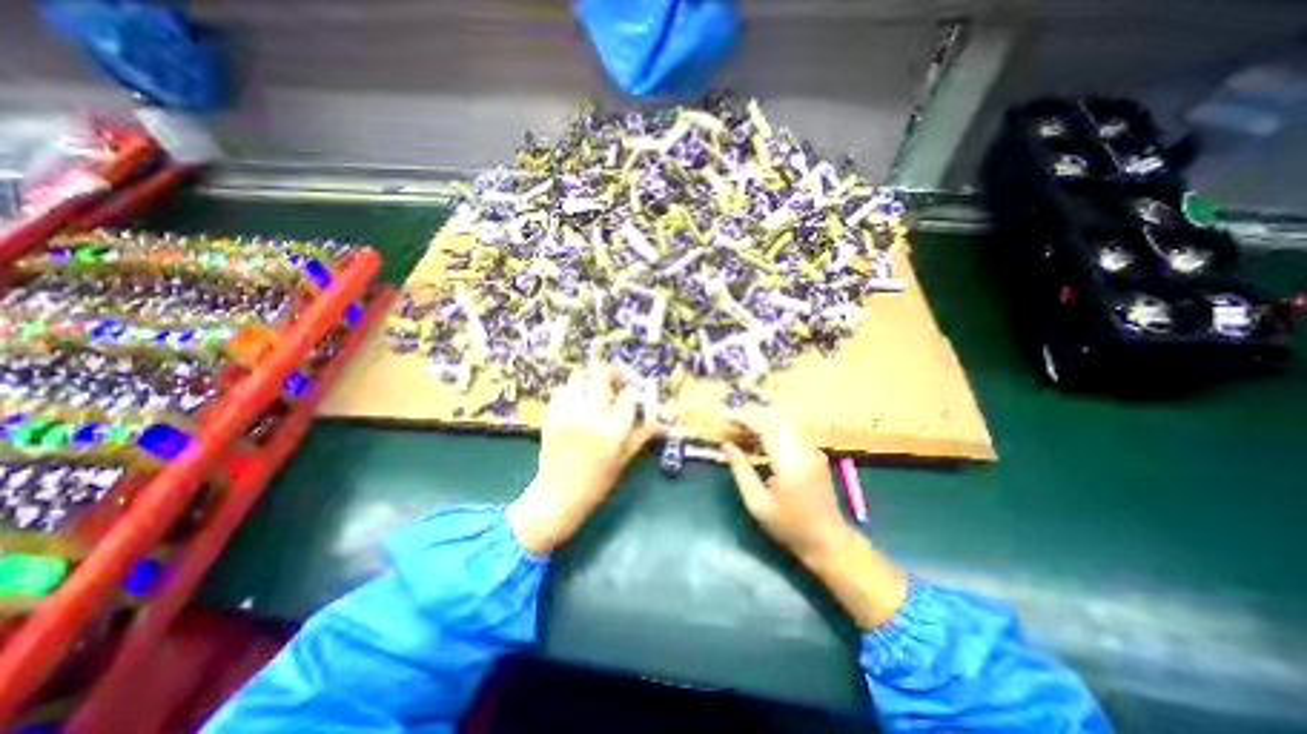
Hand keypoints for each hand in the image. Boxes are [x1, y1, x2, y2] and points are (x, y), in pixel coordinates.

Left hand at [502, 371, 659, 552]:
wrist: (558, 496)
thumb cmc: (596, 482)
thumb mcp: (623, 459)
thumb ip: (641, 435)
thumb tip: (662, 423)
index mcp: (615, 429)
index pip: (627, 395)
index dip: (630, 392)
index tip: (628, 395)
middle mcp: (592, 415)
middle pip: (601, 375)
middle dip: (610, 373)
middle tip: (613, 381)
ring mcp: (569, 413)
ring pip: (578, 377)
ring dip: (588, 379)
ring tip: (591, 389)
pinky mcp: (551, 415)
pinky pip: (561, 390)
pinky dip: (570, 391)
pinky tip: (574, 401)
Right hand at [719, 409, 842, 563]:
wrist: (828, 541)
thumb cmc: (789, 527)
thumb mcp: (757, 503)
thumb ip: (741, 471)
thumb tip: (726, 445)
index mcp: (790, 463)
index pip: (765, 427)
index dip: (743, 418)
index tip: (724, 416)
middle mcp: (805, 450)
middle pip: (777, 418)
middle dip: (752, 414)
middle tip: (731, 419)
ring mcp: (813, 450)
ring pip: (785, 421)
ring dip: (762, 419)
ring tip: (742, 427)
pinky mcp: (815, 453)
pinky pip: (792, 430)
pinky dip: (773, 427)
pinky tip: (761, 437)